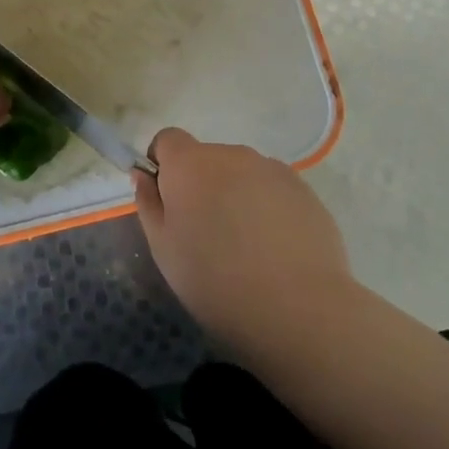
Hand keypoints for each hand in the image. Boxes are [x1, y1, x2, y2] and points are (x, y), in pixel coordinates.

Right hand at [133, 127, 352, 346]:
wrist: (297, 309)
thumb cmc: (214, 280)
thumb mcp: (163, 249)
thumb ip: (149, 203)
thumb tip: (144, 175)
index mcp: (190, 164)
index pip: (168, 139)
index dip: (163, 164)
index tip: (169, 199)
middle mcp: (231, 155)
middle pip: (207, 158)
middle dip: (202, 184)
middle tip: (207, 232)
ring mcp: (271, 169)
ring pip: (242, 173)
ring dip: (236, 194)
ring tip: (246, 244)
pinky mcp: (303, 189)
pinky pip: (272, 189)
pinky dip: (267, 207)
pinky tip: (275, 247)